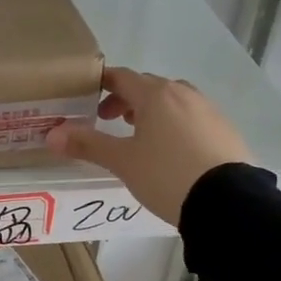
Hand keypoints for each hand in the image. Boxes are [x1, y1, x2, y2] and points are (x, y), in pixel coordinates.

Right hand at [45, 67, 250, 225]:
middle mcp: (183, 93)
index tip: (86, 97)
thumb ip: (88, 144)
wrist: (229, 203)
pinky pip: (192, 118)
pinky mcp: (225, 130)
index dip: (101, 84)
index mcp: (155, 95)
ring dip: (151, 112)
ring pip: (172, 101)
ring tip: (140, 137)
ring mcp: (208, 110)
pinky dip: (175, 125)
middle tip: (108, 120)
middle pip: (147, 87)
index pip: (121, 77)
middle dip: (124, 100)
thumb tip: (52, 134)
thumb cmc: (167, 175)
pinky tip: (172, 151)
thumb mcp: (123, 162)